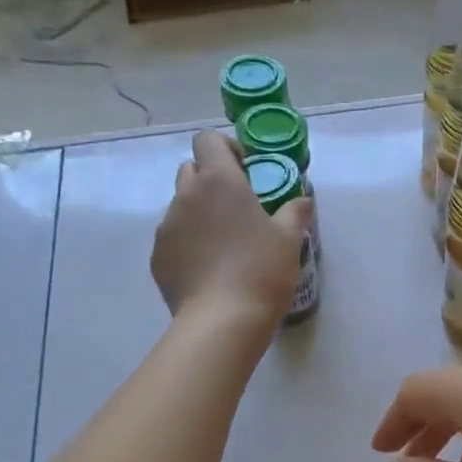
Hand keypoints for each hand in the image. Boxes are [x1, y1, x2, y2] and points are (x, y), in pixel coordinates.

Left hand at [152, 130, 310, 327]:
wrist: (222, 321)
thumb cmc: (261, 271)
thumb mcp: (289, 240)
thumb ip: (295, 212)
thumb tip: (303, 199)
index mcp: (218, 181)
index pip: (208, 140)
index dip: (226, 149)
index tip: (246, 170)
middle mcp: (186, 196)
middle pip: (191, 170)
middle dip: (211, 179)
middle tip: (237, 206)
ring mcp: (167, 227)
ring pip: (181, 206)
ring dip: (200, 213)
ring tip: (224, 243)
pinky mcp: (158, 257)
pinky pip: (173, 238)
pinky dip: (189, 243)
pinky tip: (209, 269)